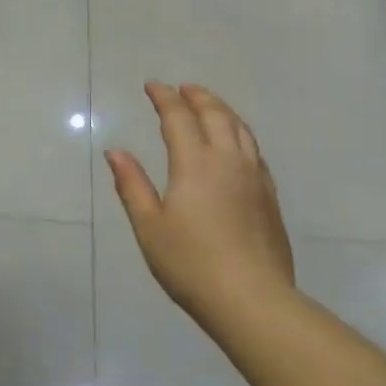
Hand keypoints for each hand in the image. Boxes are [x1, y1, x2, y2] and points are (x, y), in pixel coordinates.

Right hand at [105, 83, 296, 331]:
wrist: (253, 299)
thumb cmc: (191, 264)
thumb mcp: (149, 227)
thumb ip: (132, 185)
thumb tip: (115, 152)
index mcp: (195, 163)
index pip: (178, 117)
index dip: (164, 98)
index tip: (153, 86)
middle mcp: (228, 160)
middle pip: (215, 115)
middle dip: (197, 97)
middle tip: (182, 89)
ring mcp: (254, 177)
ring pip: (240, 128)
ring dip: (222, 110)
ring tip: (209, 106)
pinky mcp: (269, 196)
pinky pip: (254, 149)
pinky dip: (240, 133)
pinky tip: (236, 144)